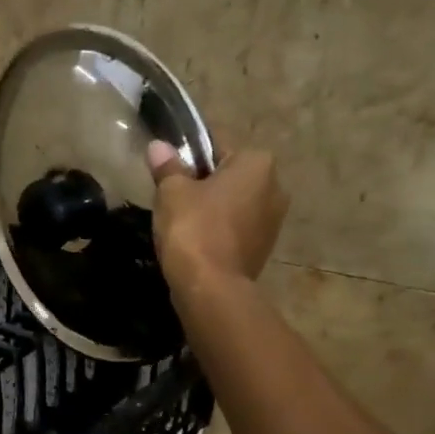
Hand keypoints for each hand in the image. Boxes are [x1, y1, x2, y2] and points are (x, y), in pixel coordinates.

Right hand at [147, 139, 288, 288]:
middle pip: (229, 176)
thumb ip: (168, 167)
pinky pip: (236, 228)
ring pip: (233, 204)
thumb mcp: (172, 192)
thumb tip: (158, 147)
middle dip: (203, 183)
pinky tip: (195, 241)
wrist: (211, 287)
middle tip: (172, 196)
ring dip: (211, 208)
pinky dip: (218, 231)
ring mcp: (273, 221)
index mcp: (257, 163)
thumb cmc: (193, 228)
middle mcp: (275, 186)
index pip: (217, 146)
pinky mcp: (264, 248)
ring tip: (180, 222)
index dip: (189, 156)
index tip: (168, 170)